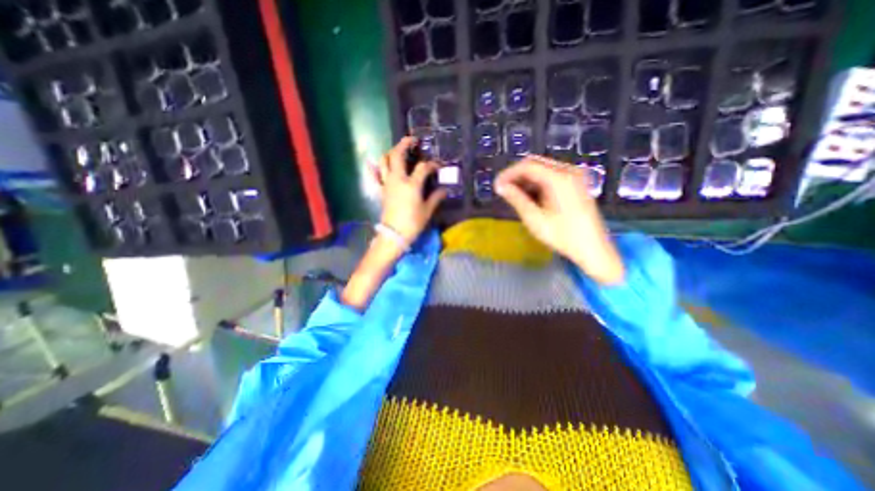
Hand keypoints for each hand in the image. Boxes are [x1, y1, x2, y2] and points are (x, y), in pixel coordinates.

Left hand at [371, 135, 451, 245]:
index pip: (423, 168)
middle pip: (397, 155)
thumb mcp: (427, 210)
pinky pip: (374, 177)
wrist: (394, 235)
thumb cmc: (413, 223)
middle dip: (404, 144)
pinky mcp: (381, 191)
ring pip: (384, 162)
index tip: (438, 166)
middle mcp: (397, 179)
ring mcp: (387, 184)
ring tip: (397, 151)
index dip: (432, 164)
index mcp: (411, 184)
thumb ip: (436, 197)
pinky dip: (373, 168)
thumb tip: (445, 190)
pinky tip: (372, 163)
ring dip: (390, 153)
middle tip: (413, 140)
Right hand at [496, 156, 624, 285]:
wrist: (593, 249)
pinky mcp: (576, 183)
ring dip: (526, 179)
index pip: (527, 166)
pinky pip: (552, 176)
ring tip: (513, 195)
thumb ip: (516, 199)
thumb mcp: (535, 219)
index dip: (509, 174)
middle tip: (503, 190)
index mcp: (559, 178)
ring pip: (543, 169)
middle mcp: (569, 171)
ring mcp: (575, 176)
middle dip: (516, 175)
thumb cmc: (563, 236)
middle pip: (536, 163)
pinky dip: (537, 183)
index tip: (496, 186)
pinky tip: (530, 196)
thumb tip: (500, 187)